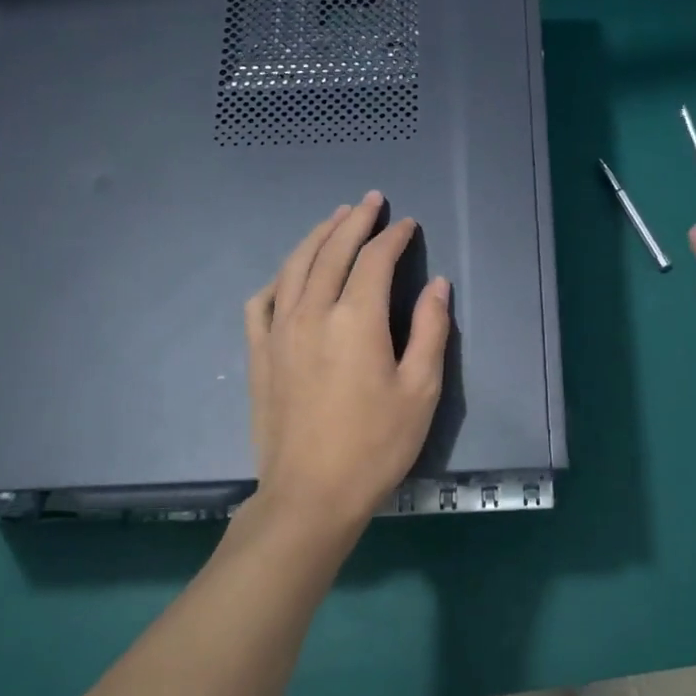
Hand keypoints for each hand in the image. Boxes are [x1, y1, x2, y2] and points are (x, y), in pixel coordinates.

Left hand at [244, 192, 450, 541]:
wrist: (311, 494)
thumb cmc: (376, 445)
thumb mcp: (420, 391)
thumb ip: (430, 331)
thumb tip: (437, 285)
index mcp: (356, 319)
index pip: (374, 260)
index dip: (393, 237)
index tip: (407, 223)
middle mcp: (312, 312)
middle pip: (331, 251)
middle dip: (353, 221)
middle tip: (370, 201)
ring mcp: (278, 331)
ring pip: (294, 267)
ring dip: (316, 237)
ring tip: (333, 219)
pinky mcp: (258, 353)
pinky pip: (261, 301)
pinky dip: (278, 278)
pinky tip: (288, 275)